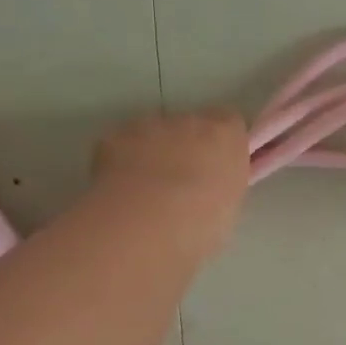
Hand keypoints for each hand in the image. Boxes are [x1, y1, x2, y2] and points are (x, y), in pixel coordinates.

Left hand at [90, 109, 250, 258]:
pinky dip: (122, 162)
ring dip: (154, 153)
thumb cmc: (201, 222)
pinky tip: (121, 190)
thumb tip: (216, 186)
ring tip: (147, 191)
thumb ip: (225, 185)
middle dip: (187, 147)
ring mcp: (149, 126)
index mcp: (226, 136)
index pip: (231, 125)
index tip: (218, 168)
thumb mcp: (229, 208)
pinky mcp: (114, 137)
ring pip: (154, 134)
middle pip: (191, 125)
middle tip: (182, 184)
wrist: (146, 223)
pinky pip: (122, 146)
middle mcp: (190, 121)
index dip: (222, 145)